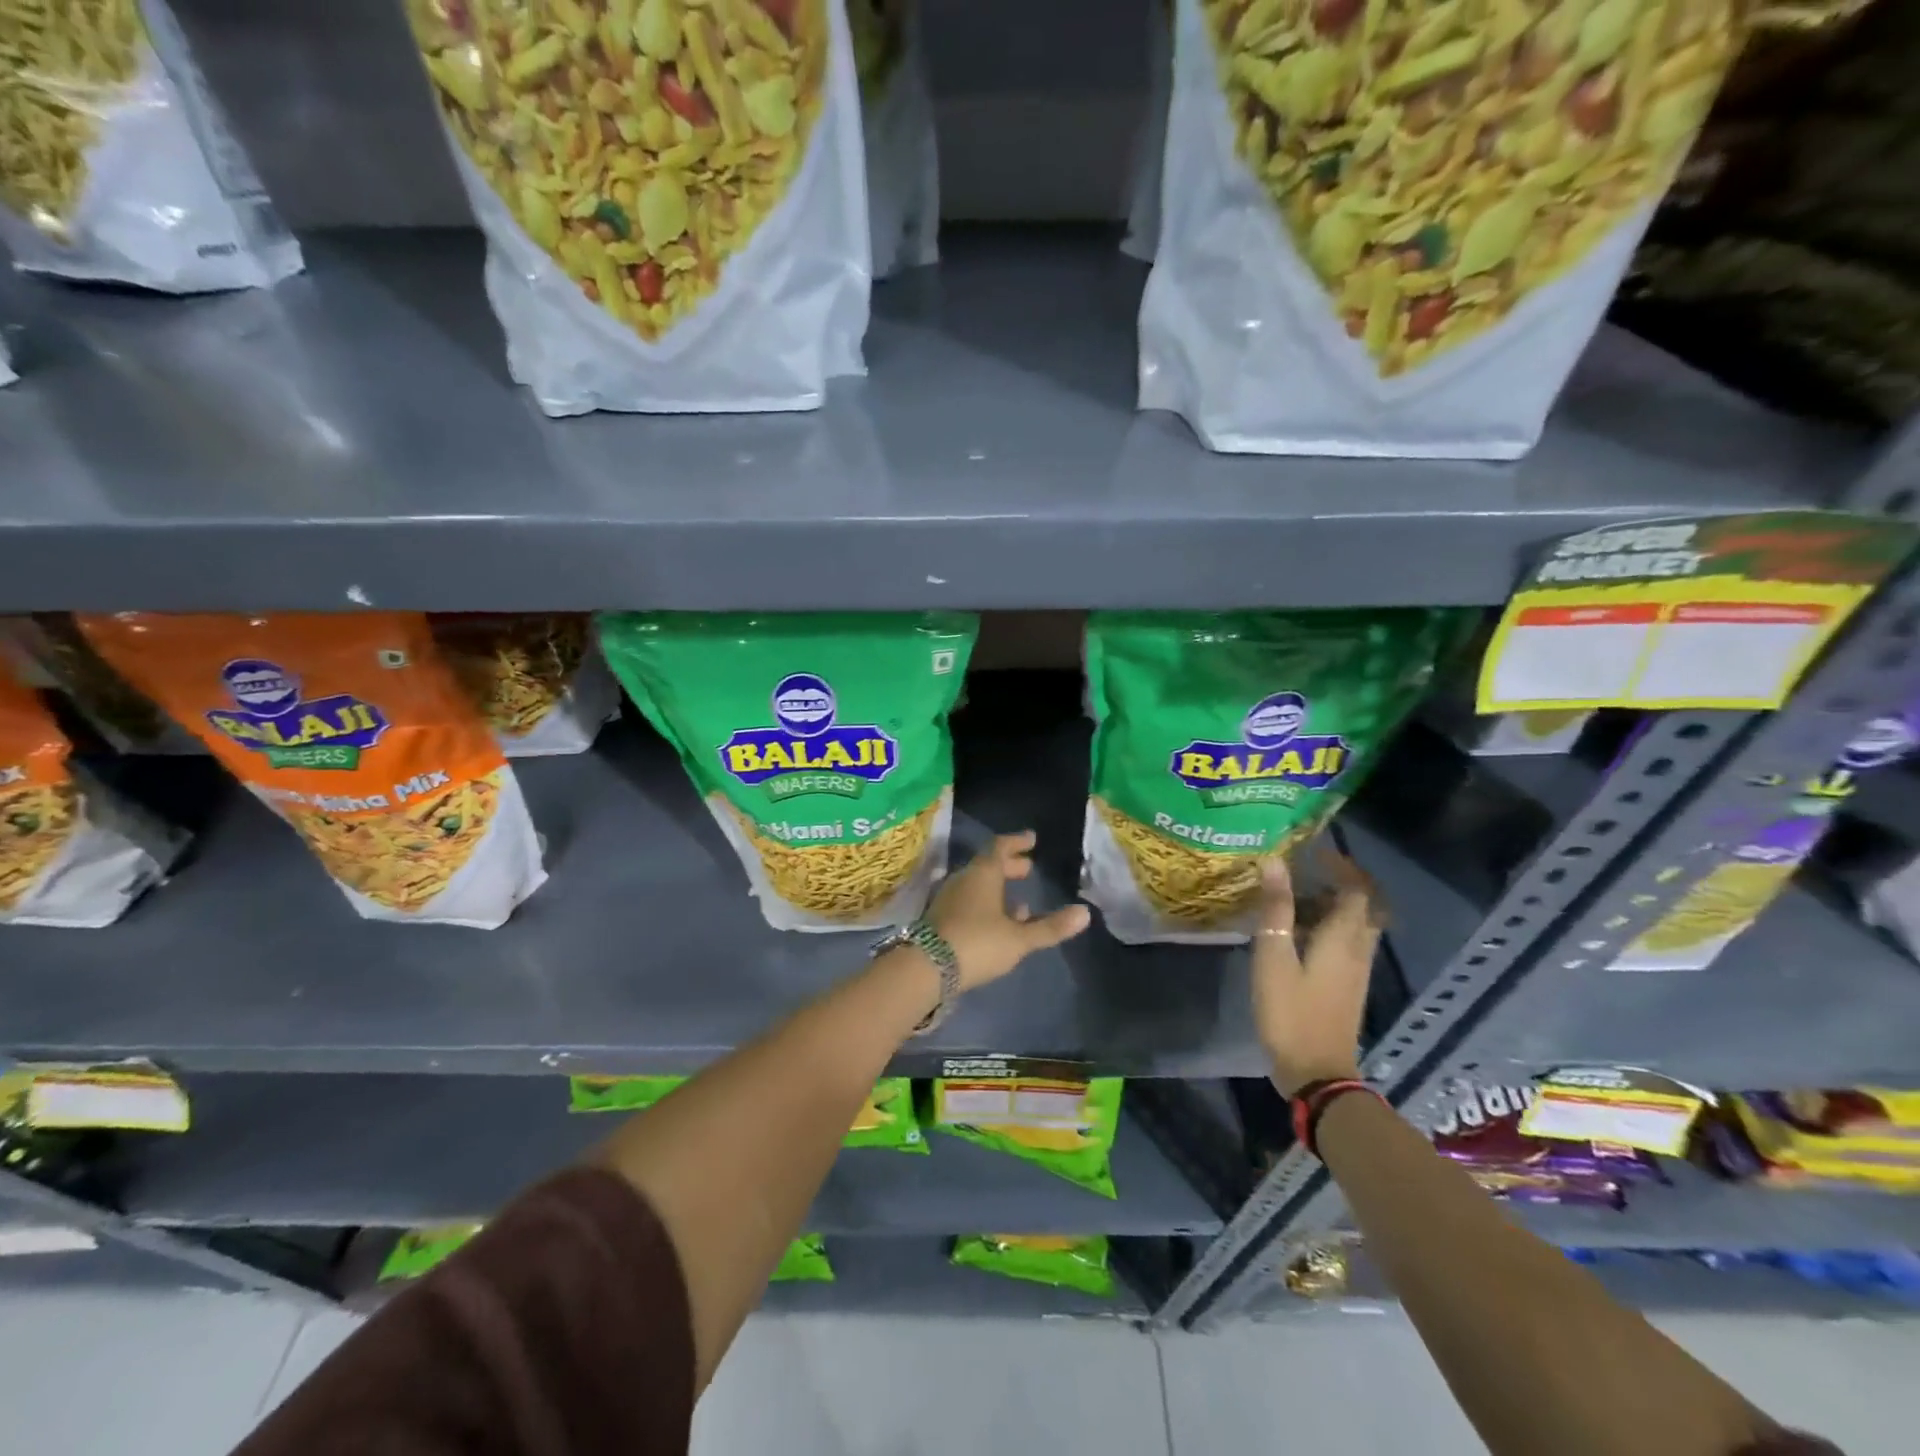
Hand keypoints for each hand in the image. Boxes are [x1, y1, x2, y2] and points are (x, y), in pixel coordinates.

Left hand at [929, 830, 1090, 989]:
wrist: (925, 968)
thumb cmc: (977, 943)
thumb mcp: (1018, 939)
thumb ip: (1050, 927)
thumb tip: (1084, 913)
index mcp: (983, 874)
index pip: (1000, 847)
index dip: (1017, 842)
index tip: (1031, 839)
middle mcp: (963, 880)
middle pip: (988, 866)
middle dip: (1010, 867)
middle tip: (1028, 869)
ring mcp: (949, 899)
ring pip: (977, 885)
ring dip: (998, 889)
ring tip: (1020, 902)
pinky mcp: (941, 919)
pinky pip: (968, 902)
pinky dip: (986, 905)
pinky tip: (998, 924)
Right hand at [1252, 851, 1382, 1095]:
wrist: (1317, 1072)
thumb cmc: (1291, 1011)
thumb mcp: (1274, 956)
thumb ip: (1275, 909)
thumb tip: (1274, 862)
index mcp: (1344, 937)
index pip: (1357, 889)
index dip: (1341, 866)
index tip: (1314, 851)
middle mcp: (1359, 949)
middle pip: (1365, 905)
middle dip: (1343, 882)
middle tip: (1308, 870)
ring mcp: (1357, 970)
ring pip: (1357, 924)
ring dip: (1334, 904)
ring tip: (1295, 895)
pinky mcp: (1348, 985)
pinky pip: (1348, 942)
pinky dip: (1330, 926)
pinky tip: (1299, 931)